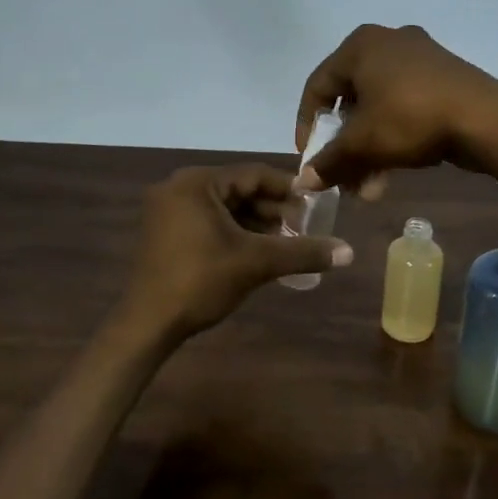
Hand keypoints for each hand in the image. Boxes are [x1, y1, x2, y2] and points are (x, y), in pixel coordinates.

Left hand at [111, 165, 352, 345]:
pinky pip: (209, 221)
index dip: (288, 188)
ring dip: (256, 223)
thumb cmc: (201, 281)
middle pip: (238, 189)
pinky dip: (235, 232)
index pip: (253, 174)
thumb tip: (349, 252)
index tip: (316, 204)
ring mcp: (168, 210)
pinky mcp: (165, 232)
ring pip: (225, 208)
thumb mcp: (256, 262)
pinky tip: (259, 251)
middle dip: (273, 209)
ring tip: (287, 242)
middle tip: (304, 227)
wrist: (148, 324)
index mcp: (197, 182)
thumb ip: (303, 252)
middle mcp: (179, 187)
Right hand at [295, 24, 497, 194]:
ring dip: (369, 151)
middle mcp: (387, 43)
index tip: (310, 160)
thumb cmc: (410, 118)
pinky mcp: (443, 77)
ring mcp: (419, 58)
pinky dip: (394, 137)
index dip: (307, 127)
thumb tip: (303, 181)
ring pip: (379, 108)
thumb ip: (328, 161)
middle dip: (345, 148)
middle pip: (351, 101)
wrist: (486, 119)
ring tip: (370, 190)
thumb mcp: (363, 144)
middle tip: (343, 179)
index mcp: (360, 46)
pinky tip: (393, 173)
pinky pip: (405, 107)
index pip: (318, 87)